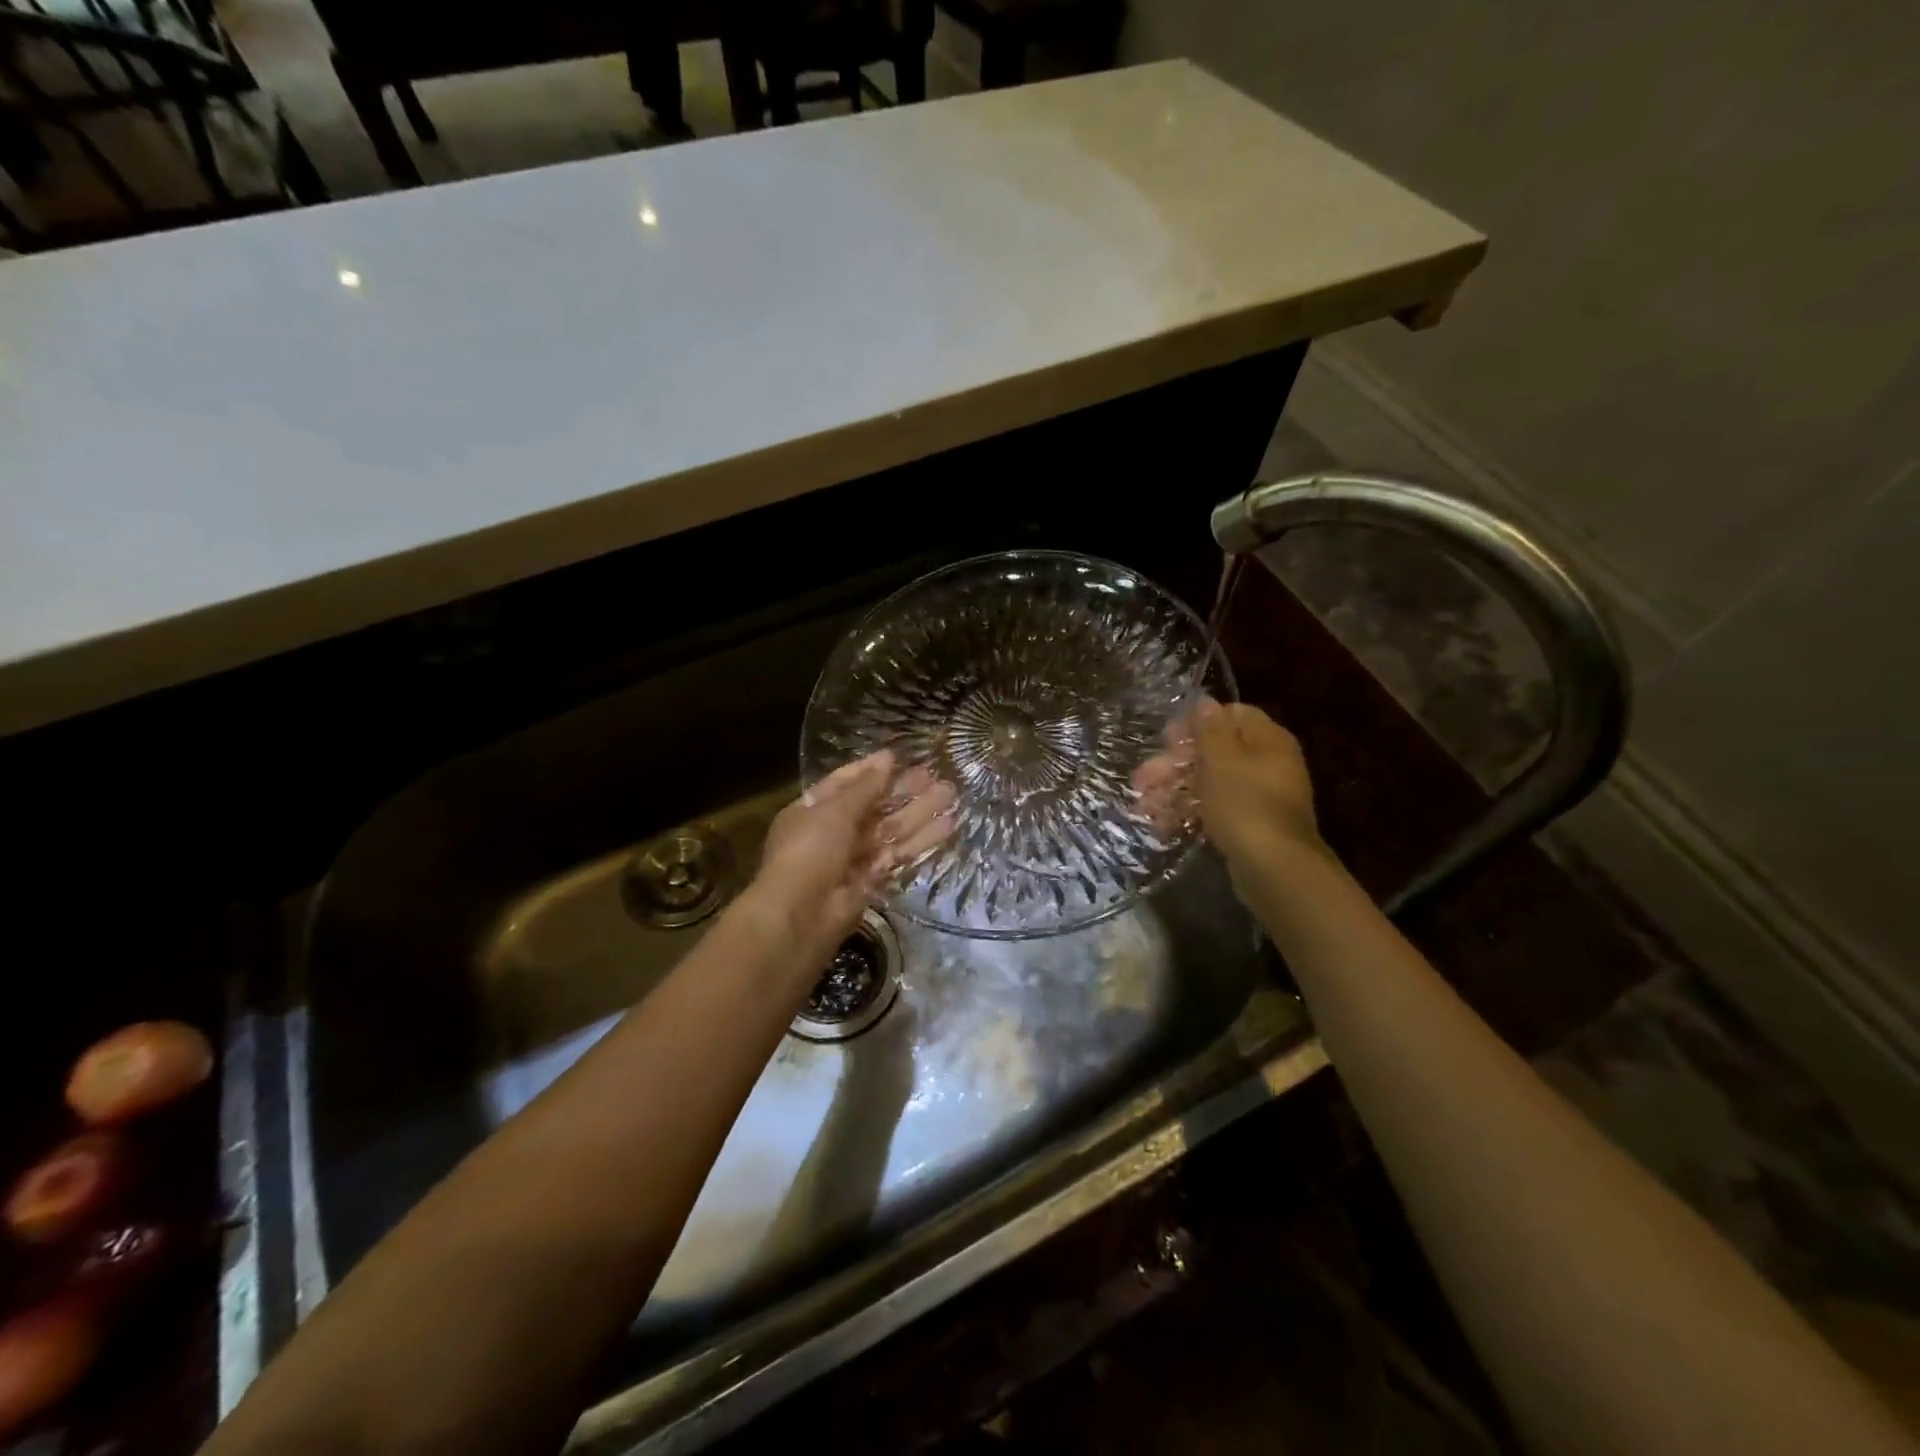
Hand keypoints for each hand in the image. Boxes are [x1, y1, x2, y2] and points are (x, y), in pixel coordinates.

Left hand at [745, 751, 956, 960]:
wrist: (801, 917)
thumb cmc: (810, 852)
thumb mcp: (834, 811)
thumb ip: (865, 787)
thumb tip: (887, 757)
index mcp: (812, 810)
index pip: (845, 784)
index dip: (872, 771)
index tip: (900, 757)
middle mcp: (832, 832)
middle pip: (873, 807)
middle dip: (903, 791)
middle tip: (935, 776)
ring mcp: (852, 859)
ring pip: (890, 831)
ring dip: (919, 813)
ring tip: (951, 795)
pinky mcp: (872, 882)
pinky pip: (898, 856)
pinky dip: (921, 841)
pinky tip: (948, 827)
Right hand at [1134, 698, 1321, 882]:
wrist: (1274, 868)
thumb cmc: (1245, 803)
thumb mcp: (1223, 759)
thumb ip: (1211, 729)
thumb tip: (1205, 700)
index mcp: (1268, 741)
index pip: (1232, 716)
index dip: (1197, 723)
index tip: (1167, 738)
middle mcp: (1267, 764)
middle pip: (1215, 752)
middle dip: (1174, 764)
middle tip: (1142, 778)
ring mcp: (1259, 797)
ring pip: (1210, 783)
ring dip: (1174, 790)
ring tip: (1142, 806)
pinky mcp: (1248, 826)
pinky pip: (1214, 811)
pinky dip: (1188, 813)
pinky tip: (1161, 825)